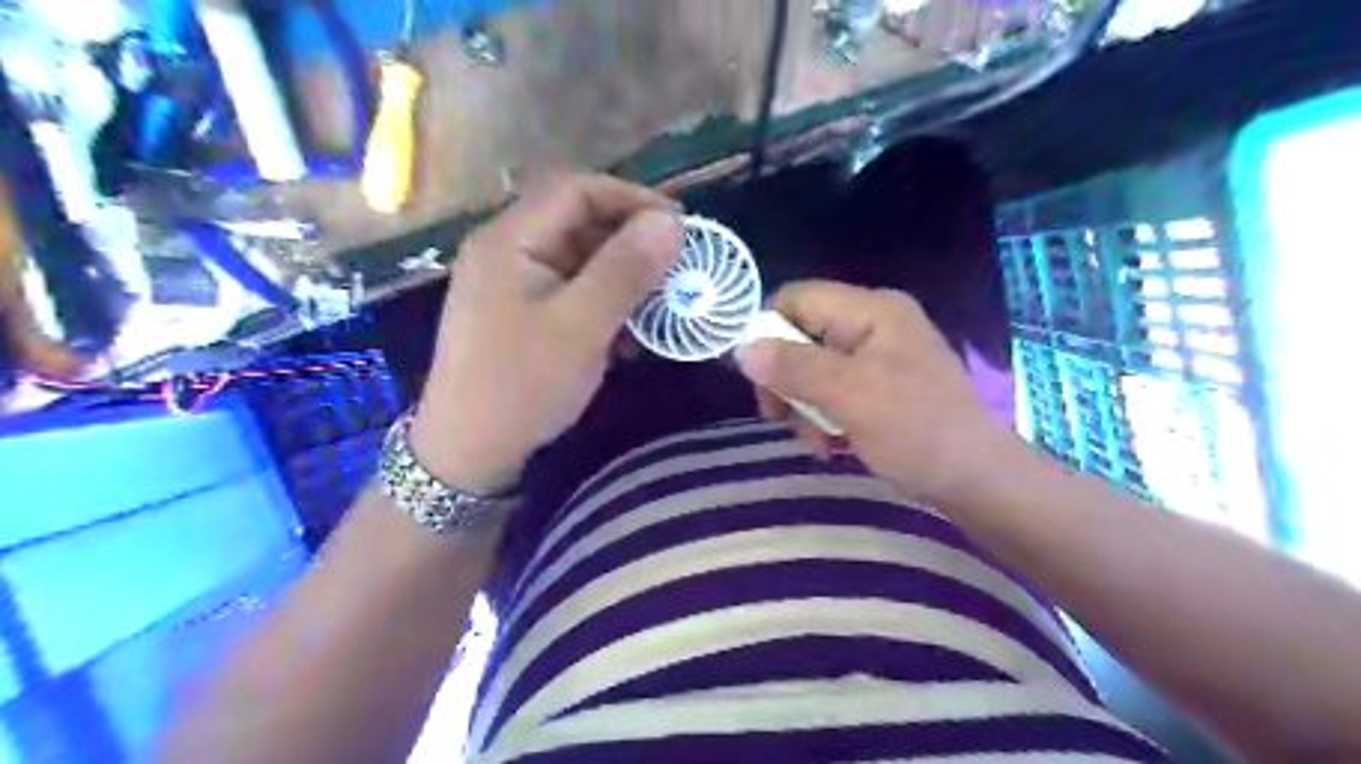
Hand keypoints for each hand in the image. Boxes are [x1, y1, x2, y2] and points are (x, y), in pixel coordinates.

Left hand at [402, 176, 679, 492]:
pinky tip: (630, 333)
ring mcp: (512, 284)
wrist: (468, 452)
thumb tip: (672, 222)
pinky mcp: (522, 315)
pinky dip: (605, 303)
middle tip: (678, 268)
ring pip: (579, 260)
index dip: (633, 199)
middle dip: (633, 242)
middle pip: (578, 223)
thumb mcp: (580, 326)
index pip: (577, 190)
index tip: (681, 227)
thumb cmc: (522, 385)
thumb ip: (625, 269)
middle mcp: (507, 251)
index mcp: (510, 240)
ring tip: (662, 303)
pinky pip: (571, 292)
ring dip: (623, 277)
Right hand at [733, 281, 1021, 506]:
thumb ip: (794, 368)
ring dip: (805, 408)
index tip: (760, 380)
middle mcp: (873, 324)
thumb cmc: (917, 430)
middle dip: (787, 381)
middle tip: (783, 419)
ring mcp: (878, 356)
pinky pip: (833, 390)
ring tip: (819, 443)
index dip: (768, 332)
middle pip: (800, 335)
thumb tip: (740, 350)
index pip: (796, 299)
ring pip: (812, 369)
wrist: (977, 481)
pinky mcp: (880, 387)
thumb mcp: (850, 395)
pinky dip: (825, 418)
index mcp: (871, 310)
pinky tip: (834, 446)